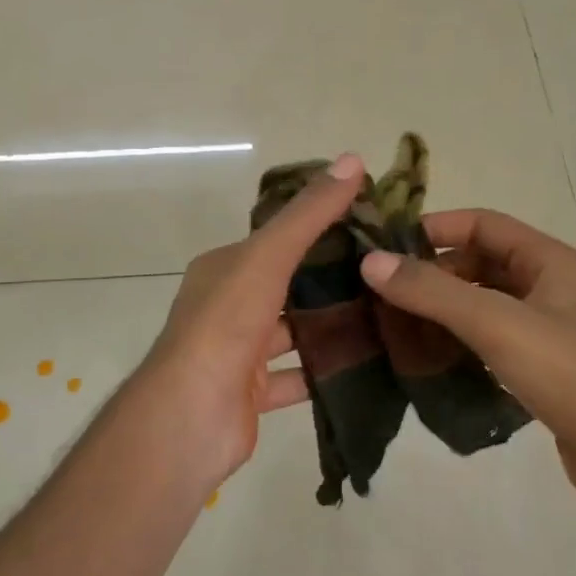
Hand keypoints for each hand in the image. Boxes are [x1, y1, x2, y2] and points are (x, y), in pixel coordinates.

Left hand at [135, 153, 364, 489]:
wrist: (190, 416)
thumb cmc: (225, 324)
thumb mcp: (268, 256)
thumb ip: (309, 214)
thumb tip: (352, 159)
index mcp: (224, 268)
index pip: (276, 239)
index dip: (318, 228)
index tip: (368, 224)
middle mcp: (227, 306)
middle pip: (285, 285)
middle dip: (329, 279)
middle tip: (385, 270)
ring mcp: (238, 352)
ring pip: (292, 332)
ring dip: (328, 325)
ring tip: (384, 312)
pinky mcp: (253, 393)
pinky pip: (296, 376)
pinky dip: (323, 370)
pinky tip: (364, 362)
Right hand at [358, 209, 575, 506]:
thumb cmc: (567, 371)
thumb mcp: (495, 322)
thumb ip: (433, 291)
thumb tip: (371, 261)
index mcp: (545, 259)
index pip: (481, 223)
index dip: (434, 228)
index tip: (386, 246)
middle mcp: (545, 285)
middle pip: (477, 263)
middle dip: (431, 273)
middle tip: (379, 291)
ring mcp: (543, 328)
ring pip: (480, 303)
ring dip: (440, 309)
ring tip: (391, 323)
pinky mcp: (537, 366)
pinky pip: (486, 339)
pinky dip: (456, 341)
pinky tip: (424, 358)